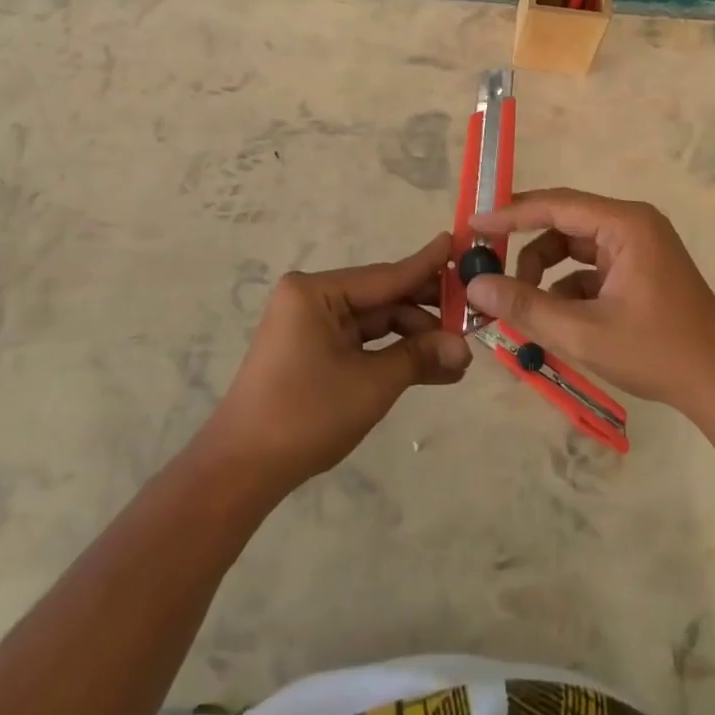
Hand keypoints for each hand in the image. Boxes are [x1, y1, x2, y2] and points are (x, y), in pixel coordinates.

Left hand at [198, 234, 470, 491]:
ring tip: (459, 358)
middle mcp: (312, 298)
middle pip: (382, 299)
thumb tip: (465, 349)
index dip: (427, 266)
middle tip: (472, 318)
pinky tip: (431, 368)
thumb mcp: (371, 384)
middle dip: (426, 314)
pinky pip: (361, 343)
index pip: (386, 275)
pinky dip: (392, 355)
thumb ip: (419, 357)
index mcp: (316, 291)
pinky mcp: (312, 351)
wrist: (242, 469)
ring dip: (414, 340)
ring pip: (375, 323)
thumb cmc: (306, 414)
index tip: (459, 244)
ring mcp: (310, 325)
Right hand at [466, 189, 714, 416]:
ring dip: (545, 274)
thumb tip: (475, 285)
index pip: (555, 205)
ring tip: (522, 307)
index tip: (472, 226)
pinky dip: (567, 290)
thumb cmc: (658, 352)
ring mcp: (637, 249)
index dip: (510, 214)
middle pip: (563, 224)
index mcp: (625, 224)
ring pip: (573, 249)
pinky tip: (556, 321)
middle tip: (489, 270)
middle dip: (526, 249)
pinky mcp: (639, 272)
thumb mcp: (583, 332)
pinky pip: (590, 269)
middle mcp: (631, 225)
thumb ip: (526, 306)